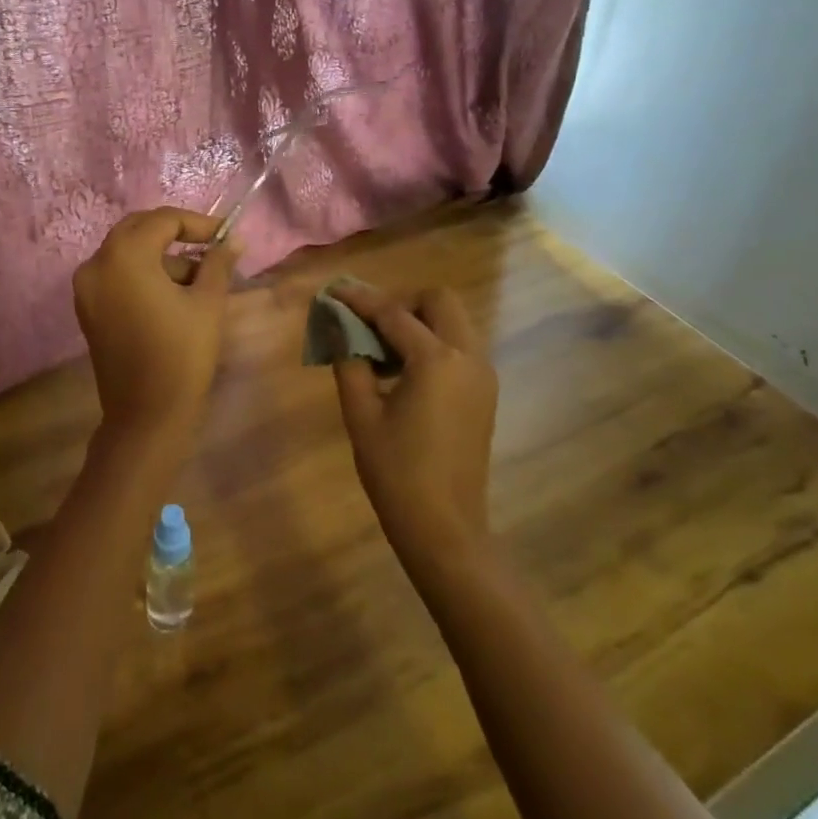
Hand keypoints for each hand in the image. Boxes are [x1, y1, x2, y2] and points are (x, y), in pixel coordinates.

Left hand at [74, 208, 237, 436]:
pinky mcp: (87, 309)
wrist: (146, 415)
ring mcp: (86, 288)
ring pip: (127, 254)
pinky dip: (143, 275)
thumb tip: (234, 240)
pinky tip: (173, 296)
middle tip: (210, 249)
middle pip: (138, 230)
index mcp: (124, 256)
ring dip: (161, 258)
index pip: (163, 220)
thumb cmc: (182, 354)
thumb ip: (218, 263)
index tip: (226, 236)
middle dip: (176, 235)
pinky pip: (116, 276)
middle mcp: (96, 263)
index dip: (198, 223)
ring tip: (199, 282)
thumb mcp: (207, 303)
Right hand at [327, 280, 498, 567]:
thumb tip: (338, 328)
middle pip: (439, 301)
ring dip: (419, 323)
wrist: (445, 528)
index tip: (332, 291)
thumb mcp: (361, 414)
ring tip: (381, 353)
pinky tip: (404, 375)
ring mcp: (483, 374)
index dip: (359, 299)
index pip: (393, 313)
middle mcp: (468, 356)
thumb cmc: (396, 473)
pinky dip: (433, 344)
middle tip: (368, 326)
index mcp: (436, 360)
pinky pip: (460, 347)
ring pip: (454, 322)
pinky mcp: (485, 392)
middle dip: (401, 303)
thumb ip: (349, 361)